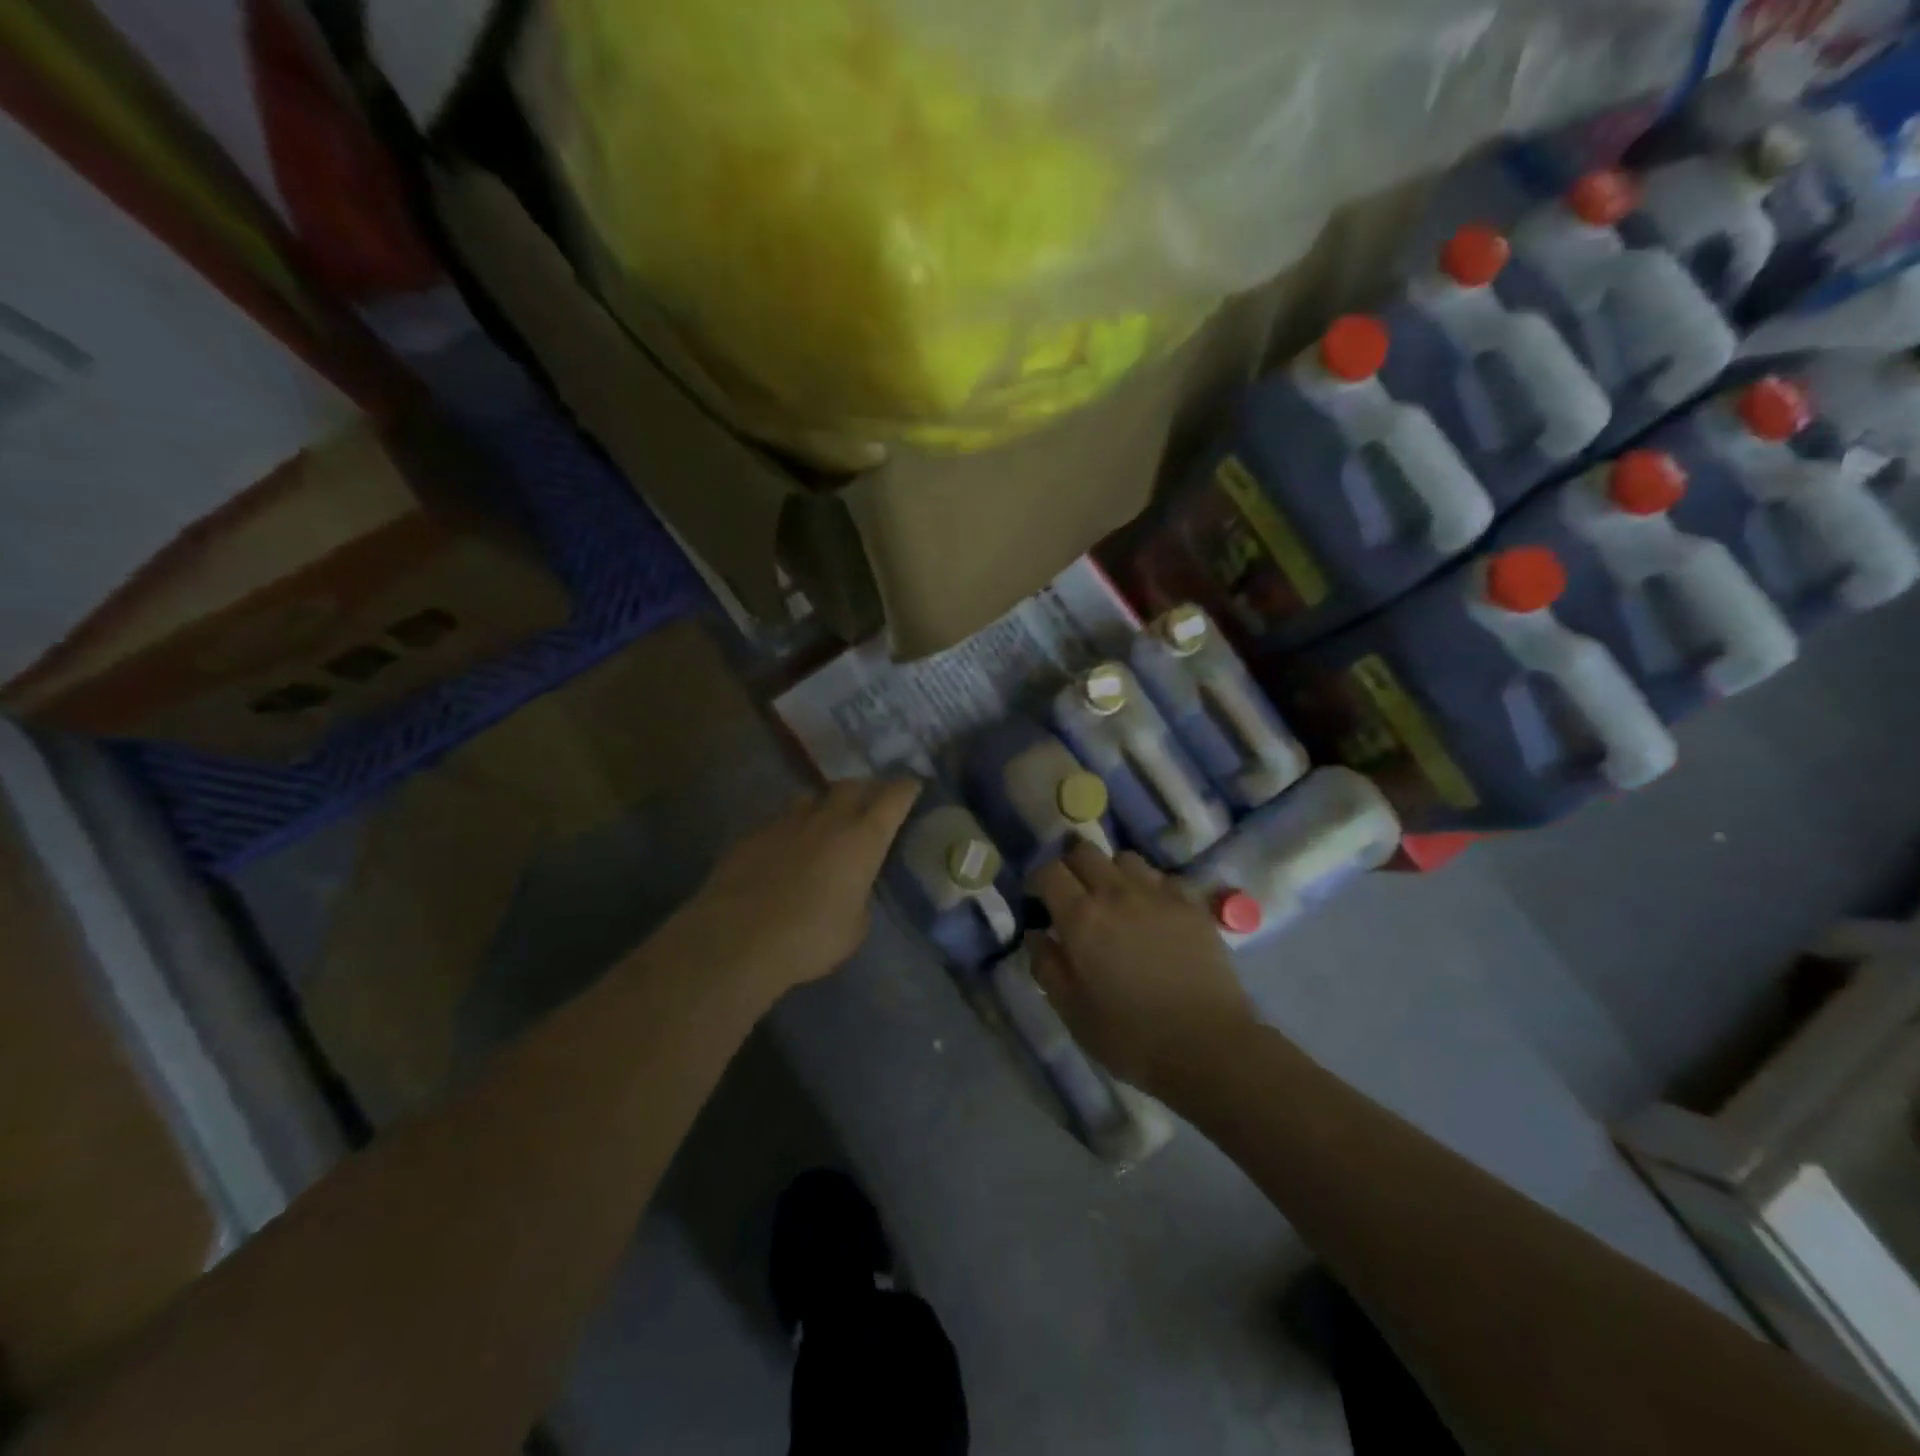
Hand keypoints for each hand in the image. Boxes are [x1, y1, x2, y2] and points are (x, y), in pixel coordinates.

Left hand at [659, 779, 920, 1005]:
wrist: (738, 938)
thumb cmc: (811, 937)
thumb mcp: (855, 926)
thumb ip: (859, 897)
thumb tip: (850, 890)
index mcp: (863, 837)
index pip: (894, 797)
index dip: (907, 788)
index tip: (913, 786)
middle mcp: (828, 819)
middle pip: (853, 786)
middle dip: (867, 790)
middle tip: (872, 803)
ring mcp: (787, 822)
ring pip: (813, 797)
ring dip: (826, 805)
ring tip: (828, 822)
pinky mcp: (753, 834)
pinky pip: (782, 822)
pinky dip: (793, 830)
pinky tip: (788, 852)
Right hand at [1029, 842, 1257, 1096]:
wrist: (1207, 1046)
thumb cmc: (1130, 1036)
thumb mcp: (1071, 1011)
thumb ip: (1046, 965)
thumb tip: (1036, 933)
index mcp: (1081, 917)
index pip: (1049, 872)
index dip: (1038, 880)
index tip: (1038, 900)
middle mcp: (1116, 892)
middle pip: (1084, 851)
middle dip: (1072, 867)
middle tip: (1073, 895)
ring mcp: (1158, 894)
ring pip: (1125, 858)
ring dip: (1111, 872)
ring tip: (1115, 900)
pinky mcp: (1191, 904)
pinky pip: (1162, 877)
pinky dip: (1149, 886)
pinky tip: (1152, 912)